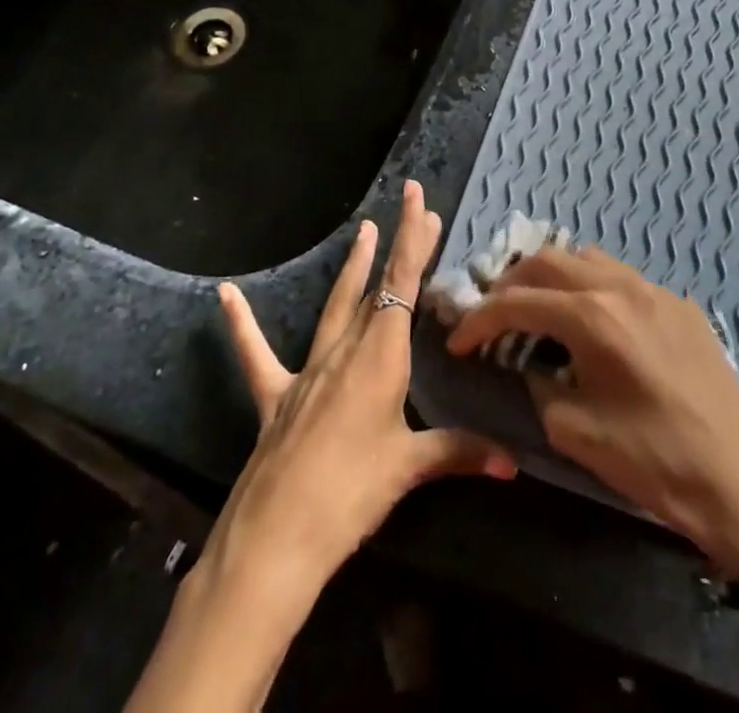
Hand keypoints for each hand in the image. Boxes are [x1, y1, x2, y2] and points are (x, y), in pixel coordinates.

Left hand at [209, 181, 516, 600]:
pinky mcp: (275, 396)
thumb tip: (513, 464)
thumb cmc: (351, 495)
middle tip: (414, 212)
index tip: (420, 200)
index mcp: (380, 356)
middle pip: (378, 288)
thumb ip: (460, 453)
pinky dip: (242, 323)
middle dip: (398, 248)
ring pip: (335, 307)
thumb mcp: (409, 469)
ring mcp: (307, 371)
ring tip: (361, 231)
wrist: (276, 538)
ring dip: (352, 268)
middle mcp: (345, 350)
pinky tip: (225, 294)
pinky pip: (256, 353)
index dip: (413, 240)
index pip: (402, 283)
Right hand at [446, 245, 738, 573]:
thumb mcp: (575, 432)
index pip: (517, 302)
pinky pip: (621, 277)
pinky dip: (590, 285)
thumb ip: (539, 385)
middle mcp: (620, 286)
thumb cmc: (653, 461)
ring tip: (537, 308)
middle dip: (510, 284)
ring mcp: (654, 289)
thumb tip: (531, 364)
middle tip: (493, 316)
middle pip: (547, 261)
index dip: (479, 320)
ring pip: (586, 257)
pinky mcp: (679, 303)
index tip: (457, 341)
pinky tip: (591, 320)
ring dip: (551, 276)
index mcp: (593, 316)